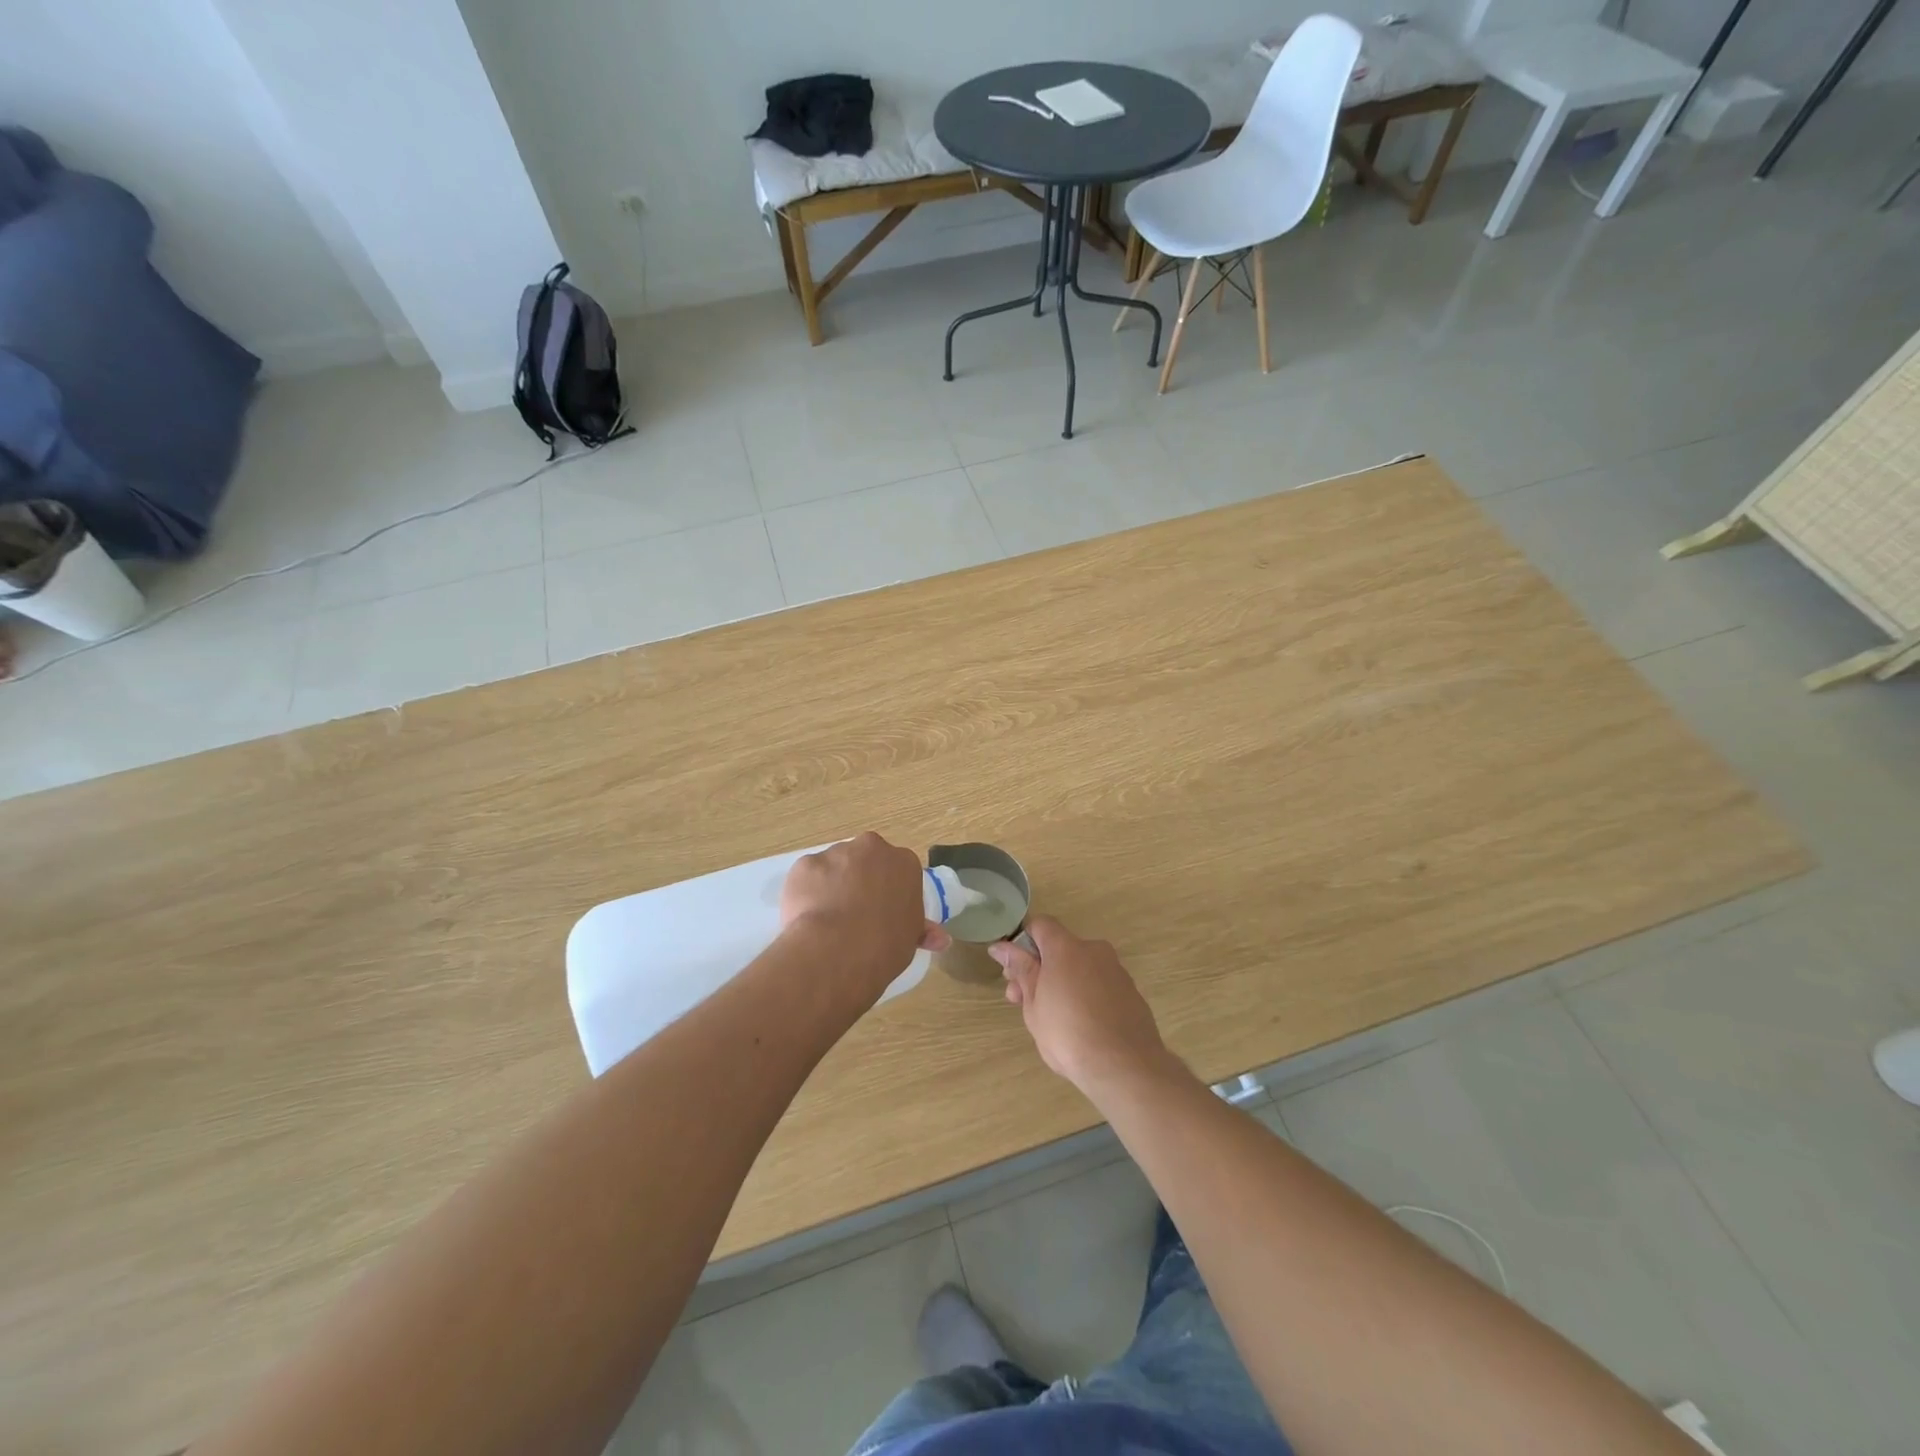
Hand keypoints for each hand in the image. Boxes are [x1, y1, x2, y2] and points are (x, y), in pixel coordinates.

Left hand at [780, 833, 950, 995]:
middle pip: (865, 860)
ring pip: (834, 866)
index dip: (888, 892)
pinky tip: (807, 918)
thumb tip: (942, 939)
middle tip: (855, 914)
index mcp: (904, 862)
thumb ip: (922, 930)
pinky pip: (807, 878)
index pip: (898, 871)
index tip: (882, 913)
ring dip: (831, 885)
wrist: (838, 949)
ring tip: (827, 921)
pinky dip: (806, 893)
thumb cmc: (885, 945)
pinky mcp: (805, 865)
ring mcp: (835, 853)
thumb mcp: (911, 938)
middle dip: (860, 880)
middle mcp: (872, 848)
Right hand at [989, 916, 1174, 1095]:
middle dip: (1039, 969)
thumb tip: (1001, 947)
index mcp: (1067, 947)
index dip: (1023, 944)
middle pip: (1060, 949)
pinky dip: (1086, 996)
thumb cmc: (1068, 1034)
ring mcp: (1116, 971)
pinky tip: (1081, 1027)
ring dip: (1062, 984)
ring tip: (1052, 1020)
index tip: (1014, 972)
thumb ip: (1020, 970)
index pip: (1040, 925)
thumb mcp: (1033, 1004)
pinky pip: (1100, 985)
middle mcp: (1094, 951)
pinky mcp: (1132, 993)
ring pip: (1080, 968)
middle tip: (1023, 1001)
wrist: (1124, 1068)